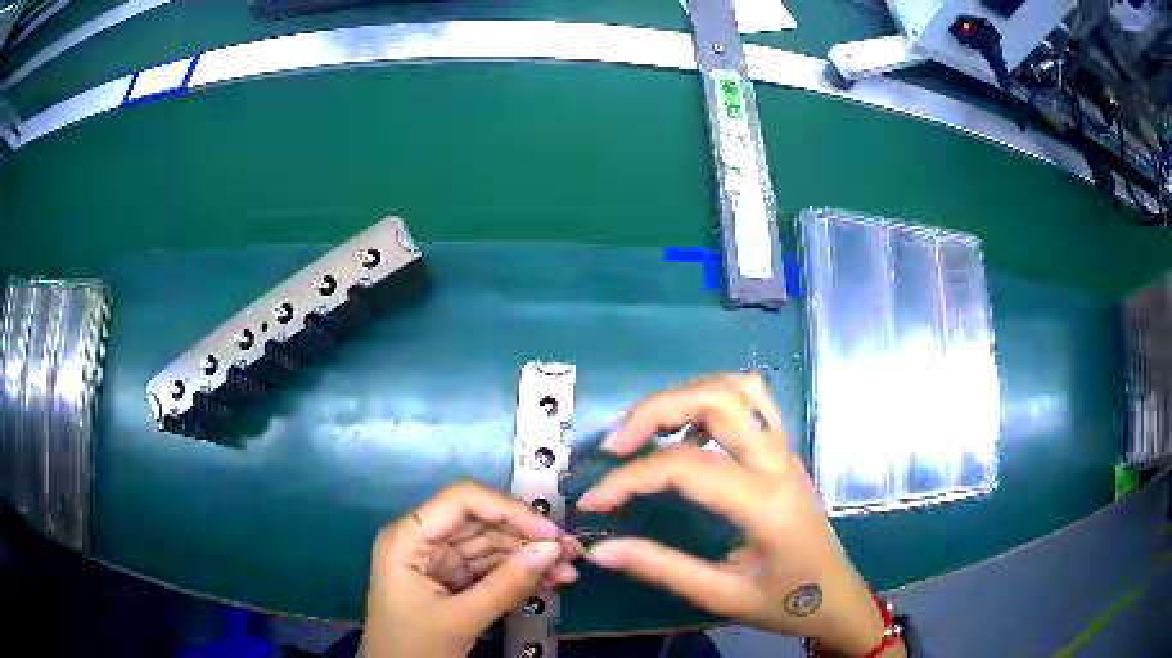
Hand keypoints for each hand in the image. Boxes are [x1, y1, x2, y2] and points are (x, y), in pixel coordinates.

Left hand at [361, 481, 580, 657]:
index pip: (462, 501)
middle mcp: (423, 540)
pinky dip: (519, 574)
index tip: (550, 531)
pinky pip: (490, 568)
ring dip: (529, 557)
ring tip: (569, 572)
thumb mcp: (461, 618)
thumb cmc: (414, 647)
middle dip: (527, 536)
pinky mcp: (452, 579)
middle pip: (481, 522)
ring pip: (491, 545)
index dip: (510, 510)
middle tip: (571, 552)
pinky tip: (550, 581)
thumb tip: (553, 549)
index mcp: (408, 537)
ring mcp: (438, 560)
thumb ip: (507, 584)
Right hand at [577, 374, 902, 656]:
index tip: (592, 501)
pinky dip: (711, 403)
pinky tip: (687, 438)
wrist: (837, 597)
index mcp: (764, 503)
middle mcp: (778, 463)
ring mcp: (786, 451)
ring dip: (686, 395)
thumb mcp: (721, 596)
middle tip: (616, 445)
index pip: (685, 468)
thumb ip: (660, 568)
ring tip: (648, 431)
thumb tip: (600, 549)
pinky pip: (752, 403)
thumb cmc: (785, 602)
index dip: (629, 479)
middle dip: (655, 410)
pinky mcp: (785, 453)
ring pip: (738, 389)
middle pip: (716, 399)